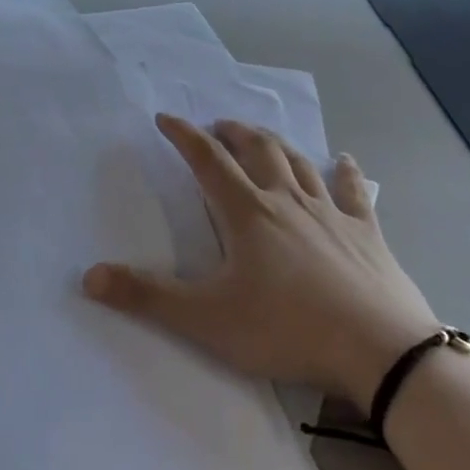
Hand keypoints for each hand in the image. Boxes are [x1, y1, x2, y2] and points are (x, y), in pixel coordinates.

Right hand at [83, 115, 438, 406]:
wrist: (381, 352)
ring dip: (275, 142)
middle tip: (217, 126)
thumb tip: (89, 276)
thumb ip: (147, 297)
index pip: (206, 160)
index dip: (183, 135)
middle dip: (232, 131)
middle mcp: (286, 200)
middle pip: (256, 149)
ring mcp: (330, 213)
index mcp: (246, 213)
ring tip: (261, 135)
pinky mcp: (366, 233)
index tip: (165, 118)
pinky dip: (346, 172)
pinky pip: (354, 192)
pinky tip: (346, 160)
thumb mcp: (207, 319)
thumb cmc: (287, 329)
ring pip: (298, 162)